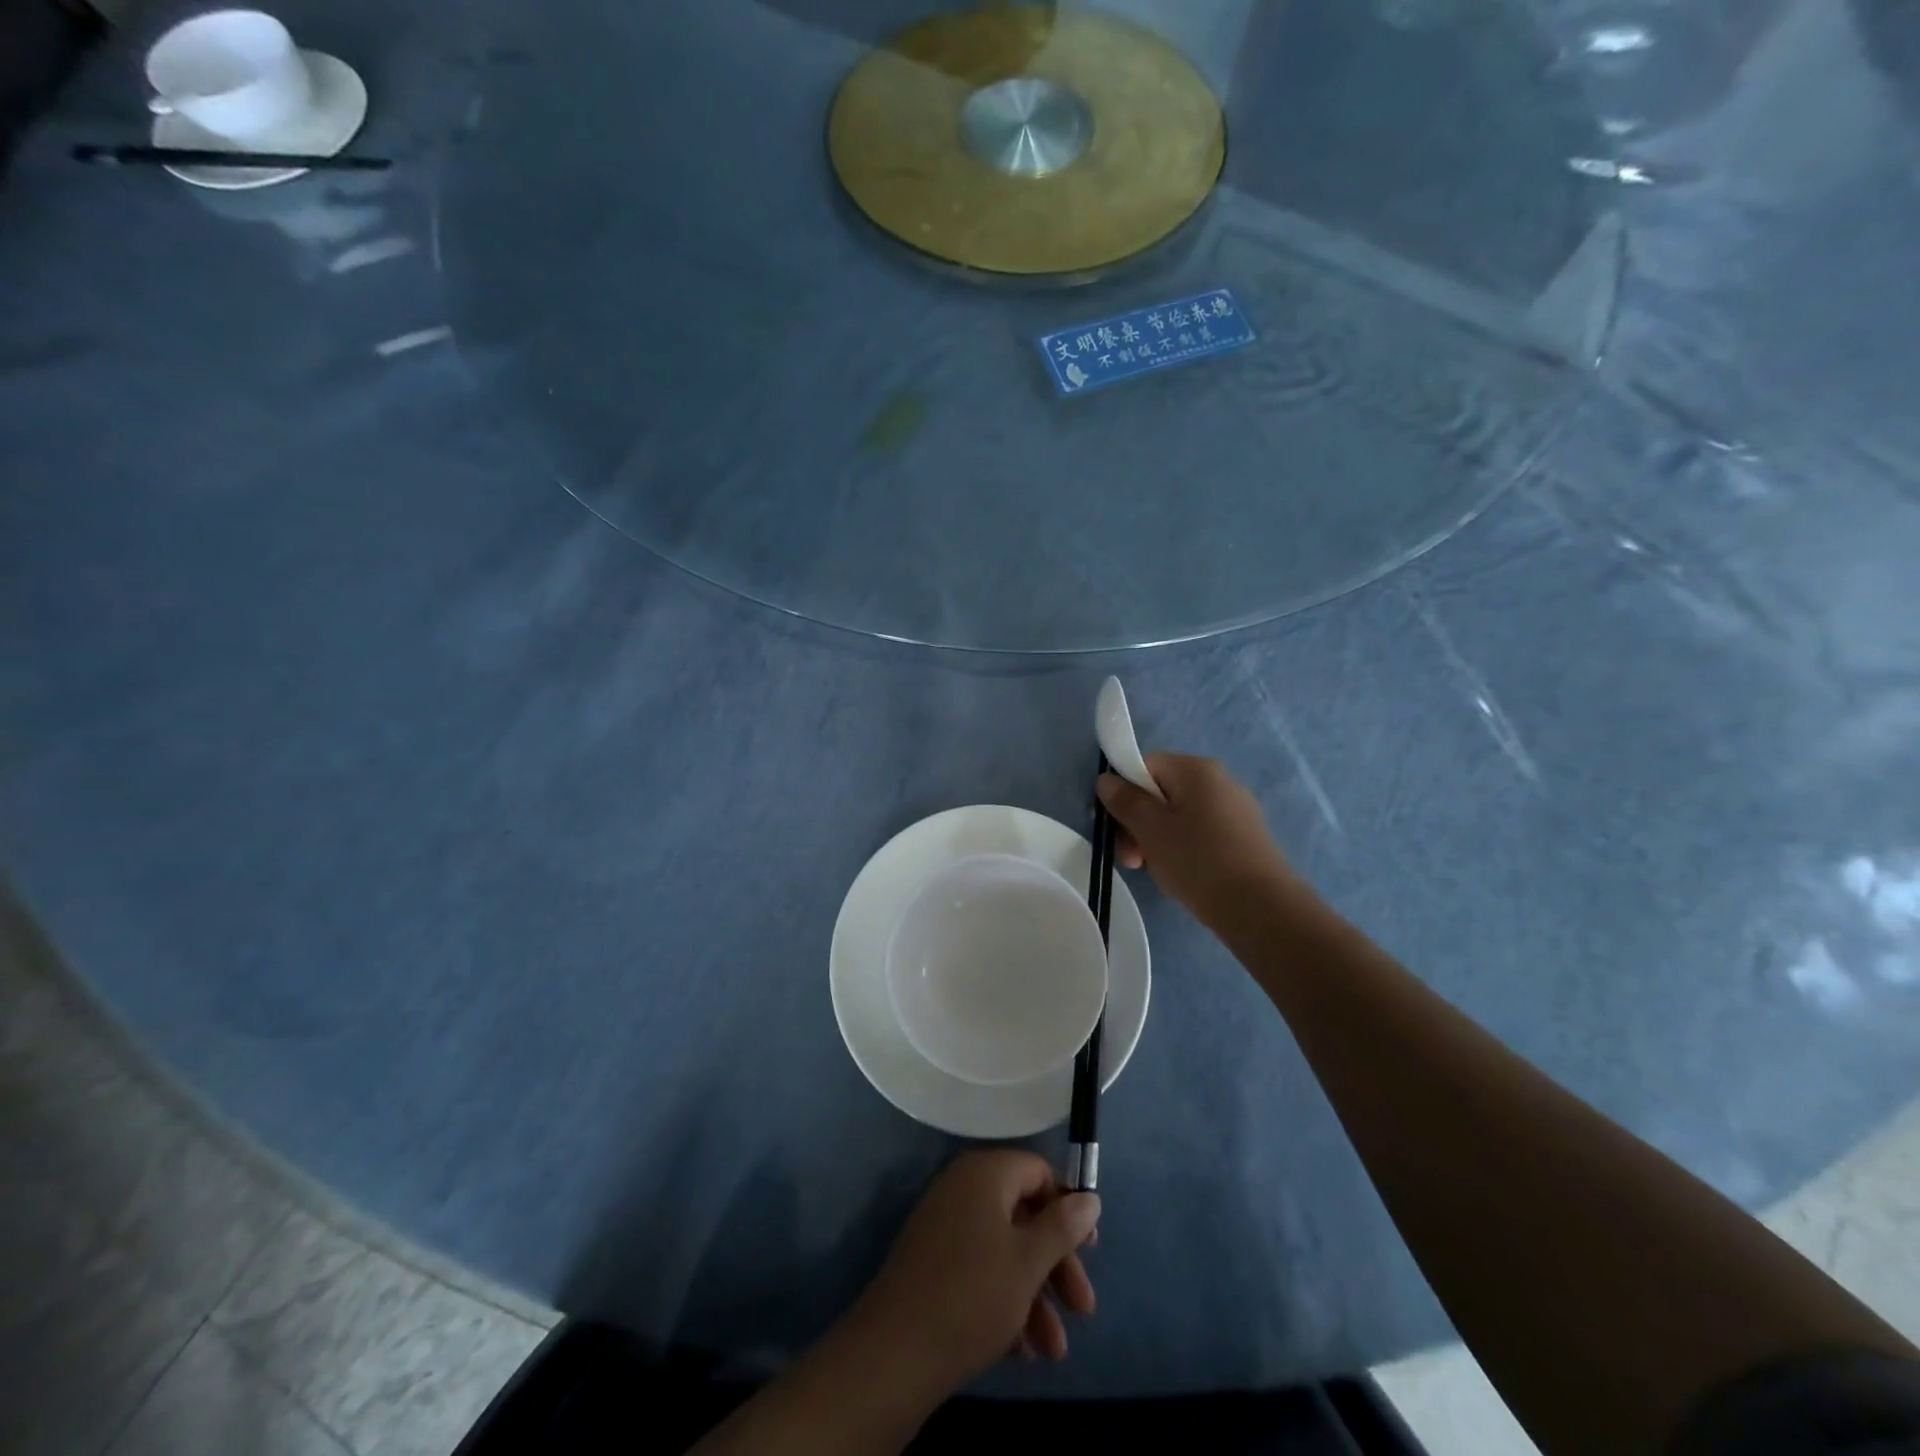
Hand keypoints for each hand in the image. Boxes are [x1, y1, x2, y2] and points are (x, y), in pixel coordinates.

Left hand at [851, 1151, 1100, 1393]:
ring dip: (1035, 1295)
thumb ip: (1063, 1226)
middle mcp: (963, 1189)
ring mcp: (945, 1225)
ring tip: (1053, 1351)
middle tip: (1082, 1309)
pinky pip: (980, 1269)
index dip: (1068, 1207)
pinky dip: (1005, 1302)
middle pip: (1024, 1214)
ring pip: (1005, 1250)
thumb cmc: (972, 1294)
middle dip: (1057, 1264)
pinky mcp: (933, 1262)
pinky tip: (1021, 1351)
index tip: (1091, 1249)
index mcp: (985, 1173)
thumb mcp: (1028, 1261)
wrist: (895, 1351)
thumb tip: (1090, 1198)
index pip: (1038, 1172)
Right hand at [1098, 754, 1307, 927]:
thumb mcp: (1150, 830)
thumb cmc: (1198, 861)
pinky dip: (1183, 850)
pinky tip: (1182, 876)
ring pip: (1179, 816)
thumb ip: (1124, 801)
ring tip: (1154, 871)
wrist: (1261, 908)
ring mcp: (1236, 810)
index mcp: (1196, 769)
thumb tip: (1106, 779)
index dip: (1124, 793)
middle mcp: (1219, 781)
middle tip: (1133, 859)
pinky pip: (1200, 834)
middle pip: (1161, 792)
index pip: (1145, 766)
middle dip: (1139, 823)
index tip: (1118, 828)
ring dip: (1157, 840)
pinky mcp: (1244, 838)